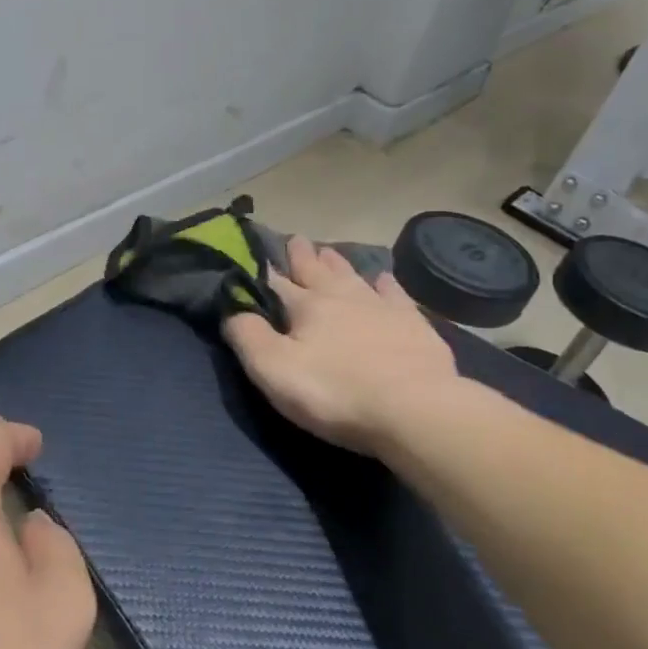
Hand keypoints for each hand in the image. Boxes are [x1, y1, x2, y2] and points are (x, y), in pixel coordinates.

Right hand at [224, 236, 465, 455]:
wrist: (415, 409)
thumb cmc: (336, 392)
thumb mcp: (274, 370)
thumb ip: (247, 336)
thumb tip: (232, 310)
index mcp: (306, 306)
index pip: (276, 283)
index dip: (262, 270)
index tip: (254, 254)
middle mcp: (342, 296)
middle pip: (317, 271)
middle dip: (303, 257)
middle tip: (296, 239)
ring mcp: (381, 307)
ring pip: (353, 276)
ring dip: (338, 264)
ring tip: (329, 252)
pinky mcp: (413, 325)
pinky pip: (395, 295)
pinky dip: (385, 285)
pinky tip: (383, 279)